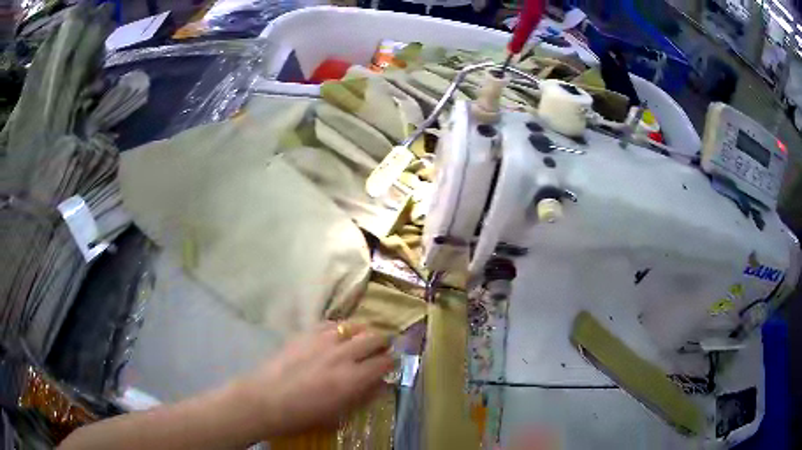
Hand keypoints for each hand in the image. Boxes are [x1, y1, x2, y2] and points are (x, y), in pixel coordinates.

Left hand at [237, 322, 394, 436]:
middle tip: (379, 350)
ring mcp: (323, 341)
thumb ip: (363, 397)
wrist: (266, 400)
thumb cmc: (303, 415)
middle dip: (382, 343)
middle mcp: (343, 355)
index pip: (385, 361)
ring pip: (354, 326)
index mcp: (354, 379)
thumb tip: (380, 384)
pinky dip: (340, 328)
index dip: (391, 362)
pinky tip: (336, 336)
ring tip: (360, 339)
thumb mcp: (339, 414)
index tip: (390, 364)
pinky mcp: (306, 333)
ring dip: (363, 331)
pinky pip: (331, 323)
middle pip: (375, 338)